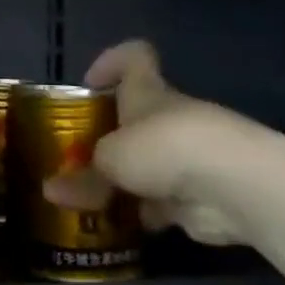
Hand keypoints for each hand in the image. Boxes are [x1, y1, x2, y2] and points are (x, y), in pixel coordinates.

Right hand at [50, 40, 283, 245]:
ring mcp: (187, 156)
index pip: (135, 57)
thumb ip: (82, 177)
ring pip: (147, 164)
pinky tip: (118, 227)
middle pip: (134, 118)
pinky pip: (161, 200)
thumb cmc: (163, 148)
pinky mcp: (199, 194)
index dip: (112, 62)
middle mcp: (167, 118)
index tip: (89, 83)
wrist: (236, 186)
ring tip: (87, 200)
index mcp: (147, 92)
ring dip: (123, 181)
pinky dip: (142, 212)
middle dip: (107, 140)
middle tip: (75, 160)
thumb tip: (49, 191)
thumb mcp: (109, 159)